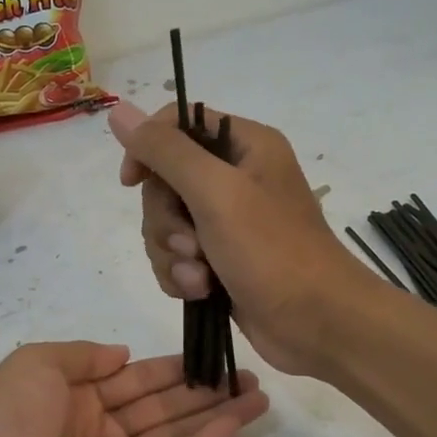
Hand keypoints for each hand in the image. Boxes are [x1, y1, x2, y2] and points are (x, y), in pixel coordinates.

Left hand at [0, 342, 268, 436]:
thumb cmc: (6, 422)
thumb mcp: (35, 365)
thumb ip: (82, 356)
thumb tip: (123, 354)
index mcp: (74, 393)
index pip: (134, 375)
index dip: (172, 365)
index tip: (210, 353)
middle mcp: (98, 425)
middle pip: (161, 402)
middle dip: (203, 388)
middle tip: (246, 375)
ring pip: (173, 431)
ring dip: (214, 415)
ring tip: (256, 397)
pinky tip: (234, 426)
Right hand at [109, 101, 373, 375]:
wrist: (317, 323)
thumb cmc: (273, 251)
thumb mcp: (216, 192)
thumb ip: (166, 152)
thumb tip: (119, 112)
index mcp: (245, 146)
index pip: (178, 125)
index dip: (148, 149)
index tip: (132, 182)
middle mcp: (236, 178)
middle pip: (165, 182)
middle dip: (166, 220)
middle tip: (191, 244)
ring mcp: (228, 223)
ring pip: (166, 225)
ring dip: (173, 254)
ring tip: (200, 277)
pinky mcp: (221, 262)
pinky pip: (177, 258)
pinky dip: (181, 276)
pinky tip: (200, 292)